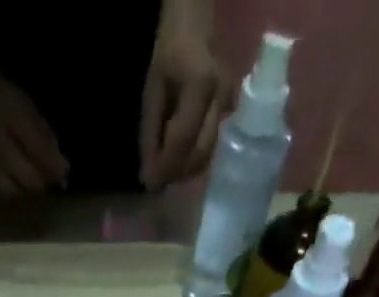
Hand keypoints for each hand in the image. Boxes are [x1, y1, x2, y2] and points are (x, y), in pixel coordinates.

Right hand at [0, 52, 68, 196]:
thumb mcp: (22, 103)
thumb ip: (43, 134)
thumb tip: (63, 168)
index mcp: (14, 119)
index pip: (43, 157)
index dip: (55, 172)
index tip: (62, 177)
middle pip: (28, 181)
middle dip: (39, 184)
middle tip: (42, 180)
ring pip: (10, 192)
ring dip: (21, 193)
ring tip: (24, 184)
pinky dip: (2, 193)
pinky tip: (6, 185)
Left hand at [139, 0, 230, 188]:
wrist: (195, 29)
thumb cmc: (170, 55)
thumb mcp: (152, 92)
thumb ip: (150, 135)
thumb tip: (149, 176)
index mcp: (201, 85)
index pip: (183, 139)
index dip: (166, 167)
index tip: (149, 184)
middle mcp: (221, 98)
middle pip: (200, 153)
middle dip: (176, 173)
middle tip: (156, 179)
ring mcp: (229, 106)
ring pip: (207, 155)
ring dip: (184, 170)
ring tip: (165, 169)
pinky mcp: (229, 114)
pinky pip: (210, 147)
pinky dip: (192, 160)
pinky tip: (178, 157)